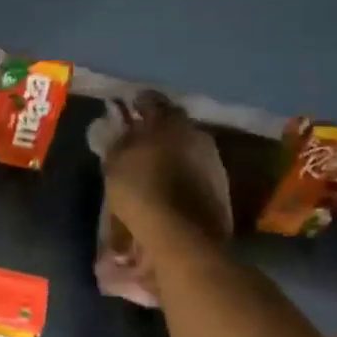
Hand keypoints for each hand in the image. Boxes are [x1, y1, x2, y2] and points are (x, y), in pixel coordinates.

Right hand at [96, 93, 232, 275]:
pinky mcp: (221, 188)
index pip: (152, 101)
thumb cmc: (141, 192)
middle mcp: (196, 134)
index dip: (138, 103)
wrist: (183, 235)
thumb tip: (120, 128)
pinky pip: (196, 172)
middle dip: (158, 130)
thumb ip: (118, 141)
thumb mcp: (115, 164)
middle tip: (140, 139)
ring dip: (172, 154)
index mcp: (170, 122)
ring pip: (187, 149)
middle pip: (174, 125)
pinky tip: (170, 187)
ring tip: (154, 167)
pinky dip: (183, 175)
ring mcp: (213, 161)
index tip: (128, 108)